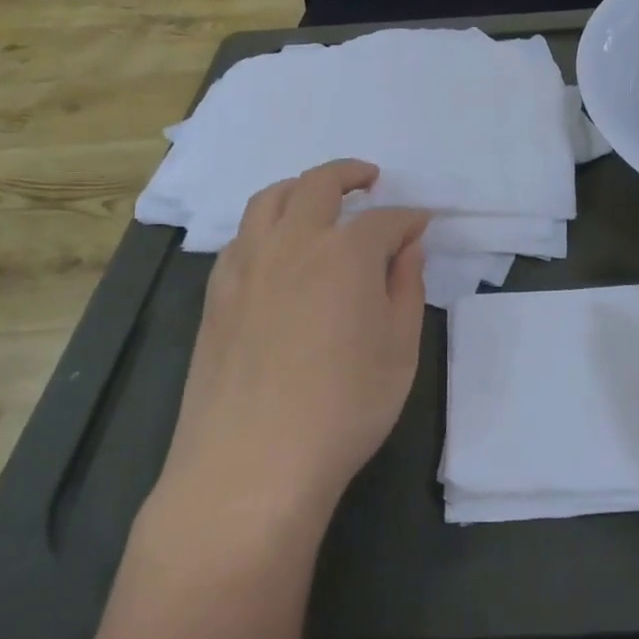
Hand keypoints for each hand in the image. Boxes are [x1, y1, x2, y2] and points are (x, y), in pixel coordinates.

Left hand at [159, 159, 428, 522]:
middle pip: (320, 184)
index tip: (422, 225)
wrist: (251, 464)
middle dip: (351, 174)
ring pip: (271, 199)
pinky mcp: (217, 292)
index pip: (386, 220)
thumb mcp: (400, 350)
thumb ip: (406, 288)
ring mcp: (248, 264)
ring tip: (319, 198)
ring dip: (301, 188)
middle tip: (370, 179)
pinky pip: (243, 235)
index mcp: (347, 253)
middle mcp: (294, 242)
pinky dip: (267, 224)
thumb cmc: (344, 408)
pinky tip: (277, 248)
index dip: (409, 220)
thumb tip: (408, 249)